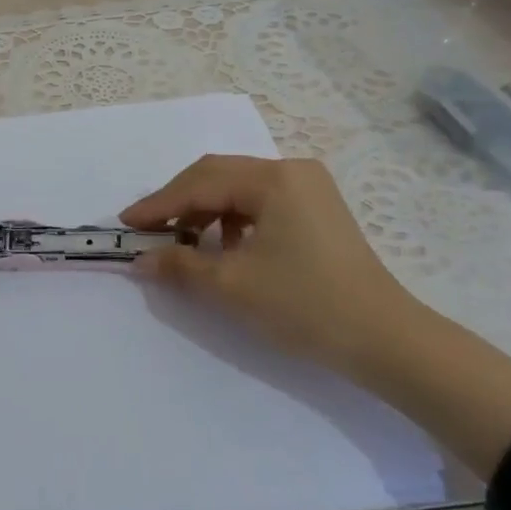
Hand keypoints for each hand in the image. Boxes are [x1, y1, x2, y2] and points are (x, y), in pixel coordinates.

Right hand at [121, 154, 427, 368]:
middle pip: (218, 176)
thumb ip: (180, 264)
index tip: (126, 224)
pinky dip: (233, 220)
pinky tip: (225, 247)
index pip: (200, 183)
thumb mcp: (233, 285)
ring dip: (205, 211)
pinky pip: (260, 203)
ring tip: (184, 243)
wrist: (385, 339)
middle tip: (147, 230)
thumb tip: (140, 259)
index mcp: (273, 179)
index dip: (158, 204)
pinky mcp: (317, 209)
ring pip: (238, 188)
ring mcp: (309, 188)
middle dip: (179, 202)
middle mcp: (291, 171)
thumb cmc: (305, 305)